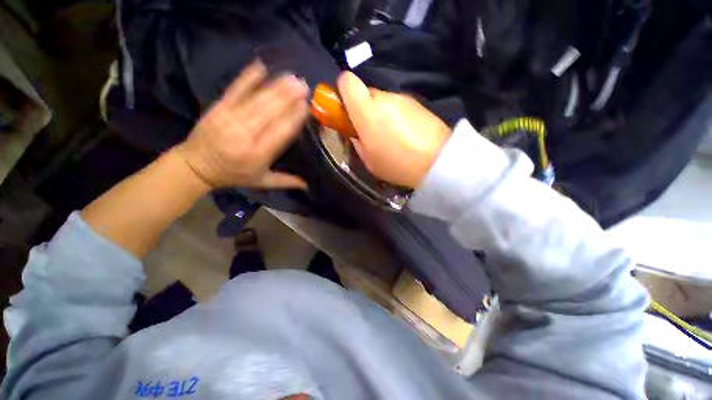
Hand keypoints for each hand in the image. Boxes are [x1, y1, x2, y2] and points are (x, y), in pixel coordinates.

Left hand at [176, 61, 308, 189]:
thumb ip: (285, 181)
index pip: (280, 133)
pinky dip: (247, 78)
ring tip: (290, 77)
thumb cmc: (233, 175)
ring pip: (255, 100)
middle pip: (269, 113)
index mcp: (258, 155)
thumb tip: (308, 185)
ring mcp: (229, 119)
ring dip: (274, 87)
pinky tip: (259, 66)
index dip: (293, 118)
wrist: (195, 166)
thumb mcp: (261, 182)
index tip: (305, 106)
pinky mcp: (218, 108)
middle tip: (303, 85)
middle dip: (287, 97)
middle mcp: (245, 136)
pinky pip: (234, 91)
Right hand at [337, 72, 450, 187]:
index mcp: (366, 111)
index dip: (342, 91)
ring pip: (382, 100)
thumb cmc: (397, 164)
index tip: (345, 110)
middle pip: (365, 92)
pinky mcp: (417, 103)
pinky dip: (396, 116)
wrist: (438, 161)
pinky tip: (405, 134)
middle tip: (370, 131)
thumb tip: (354, 130)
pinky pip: (398, 105)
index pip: (347, 81)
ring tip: (391, 137)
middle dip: (363, 108)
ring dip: (381, 114)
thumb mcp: (368, 160)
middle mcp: (384, 97)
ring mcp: (403, 98)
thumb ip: (356, 140)